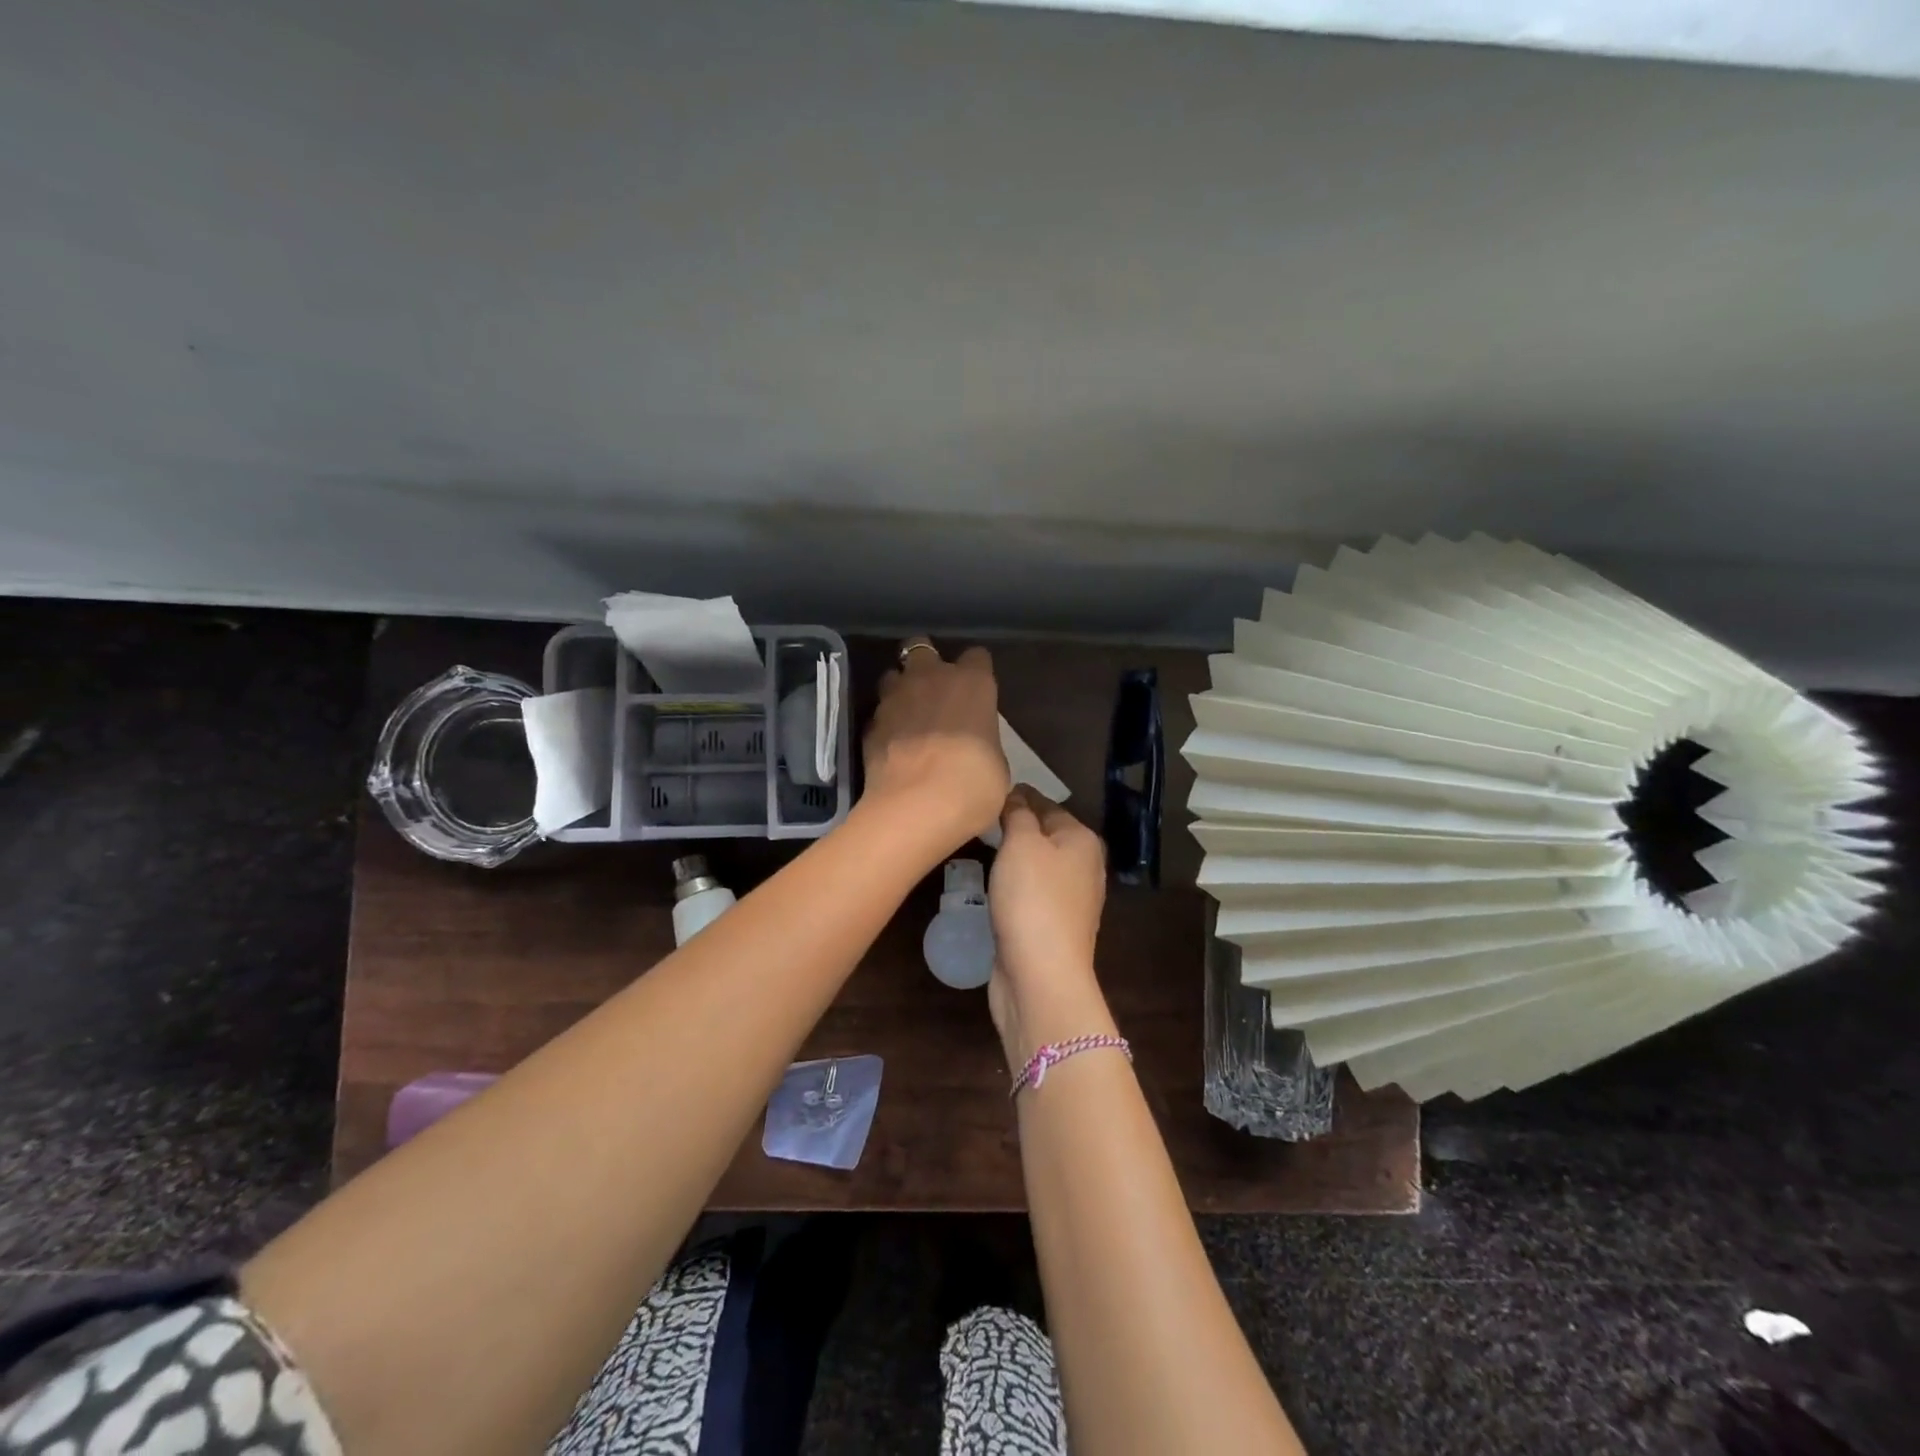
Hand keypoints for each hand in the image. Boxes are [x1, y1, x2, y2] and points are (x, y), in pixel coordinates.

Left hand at [863, 640, 1009, 846]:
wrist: (917, 807)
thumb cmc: (974, 785)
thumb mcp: (996, 764)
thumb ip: (983, 740)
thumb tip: (973, 744)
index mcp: (972, 683)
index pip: (977, 657)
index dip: (976, 671)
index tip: (976, 691)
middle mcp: (931, 678)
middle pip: (922, 647)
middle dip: (926, 663)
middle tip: (933, 689)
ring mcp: (895, 698)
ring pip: (892, 675)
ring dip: (900, 688)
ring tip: (907, 713)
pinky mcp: (870, 723)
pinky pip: (879, 712)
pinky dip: (885, 722)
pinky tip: (892, 743)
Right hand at [987, 787, 1109, 1061]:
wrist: (1042, 975)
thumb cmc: (1032, 898)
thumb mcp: (1022, 843)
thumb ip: (1018, 814)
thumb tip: (1016, 797)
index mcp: (1082, 840)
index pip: (1047, 804)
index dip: (1019, 795)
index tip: (989, 790)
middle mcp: (1084, 866)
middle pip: (1046, 834)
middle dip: (1018, 825)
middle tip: (980, 817)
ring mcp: (1072, 900)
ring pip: (1040, 865)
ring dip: (1016, 856)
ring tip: (982, 845)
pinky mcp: (1055, 927)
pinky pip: (1033, 892)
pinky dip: (1016, 883)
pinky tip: (996, 884)